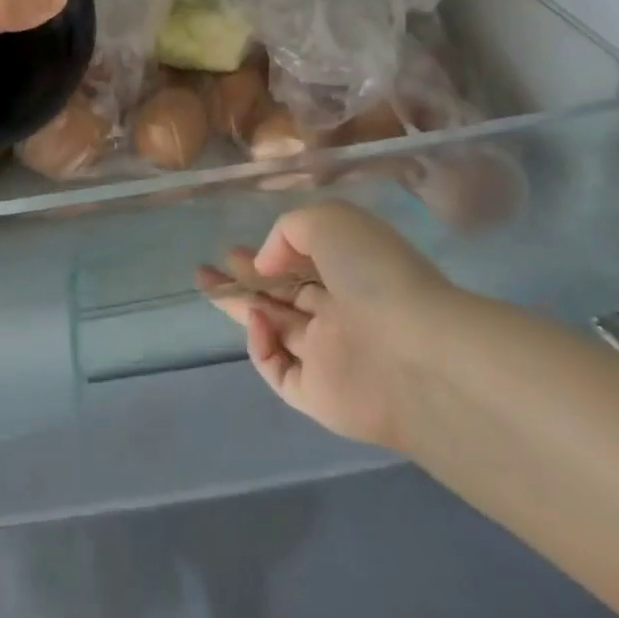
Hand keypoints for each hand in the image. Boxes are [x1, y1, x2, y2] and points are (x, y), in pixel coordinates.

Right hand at [199, 202, 455, 453]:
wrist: (412, 352)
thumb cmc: (373, 272)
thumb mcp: (329, 222)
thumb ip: (288, 231)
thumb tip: (265, 264)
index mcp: (350, 269)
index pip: (303, 262)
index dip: (268, 254)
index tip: (233, 249)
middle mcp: (339, 310)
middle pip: (283, 294)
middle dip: (245, 279)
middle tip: (207, 270)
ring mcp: (328, 354)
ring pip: (275, 328)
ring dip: (241, 306)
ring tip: (206, 284)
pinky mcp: (317, 395)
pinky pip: (278, 370)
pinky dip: (260, 347)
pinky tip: (257, 323)